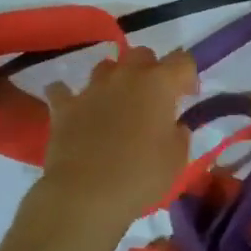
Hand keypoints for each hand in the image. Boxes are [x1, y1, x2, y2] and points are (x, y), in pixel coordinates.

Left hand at [26, 46, 196, 237]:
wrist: (85, 195)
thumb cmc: (140, 176)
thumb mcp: (177, 159)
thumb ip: (179, 134)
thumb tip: (174, 126)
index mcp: (159, 84)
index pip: (183, 61)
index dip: (188, 75)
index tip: (188, 96)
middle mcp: (126, 77)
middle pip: (142, 54)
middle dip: (151, 69)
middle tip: (153, 97)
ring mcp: (92, 89)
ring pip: (106, 66)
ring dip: (114, 78)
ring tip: (117, 102)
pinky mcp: (64, 107)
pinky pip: (62, 91)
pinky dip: (68, 96)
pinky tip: (74, 108)